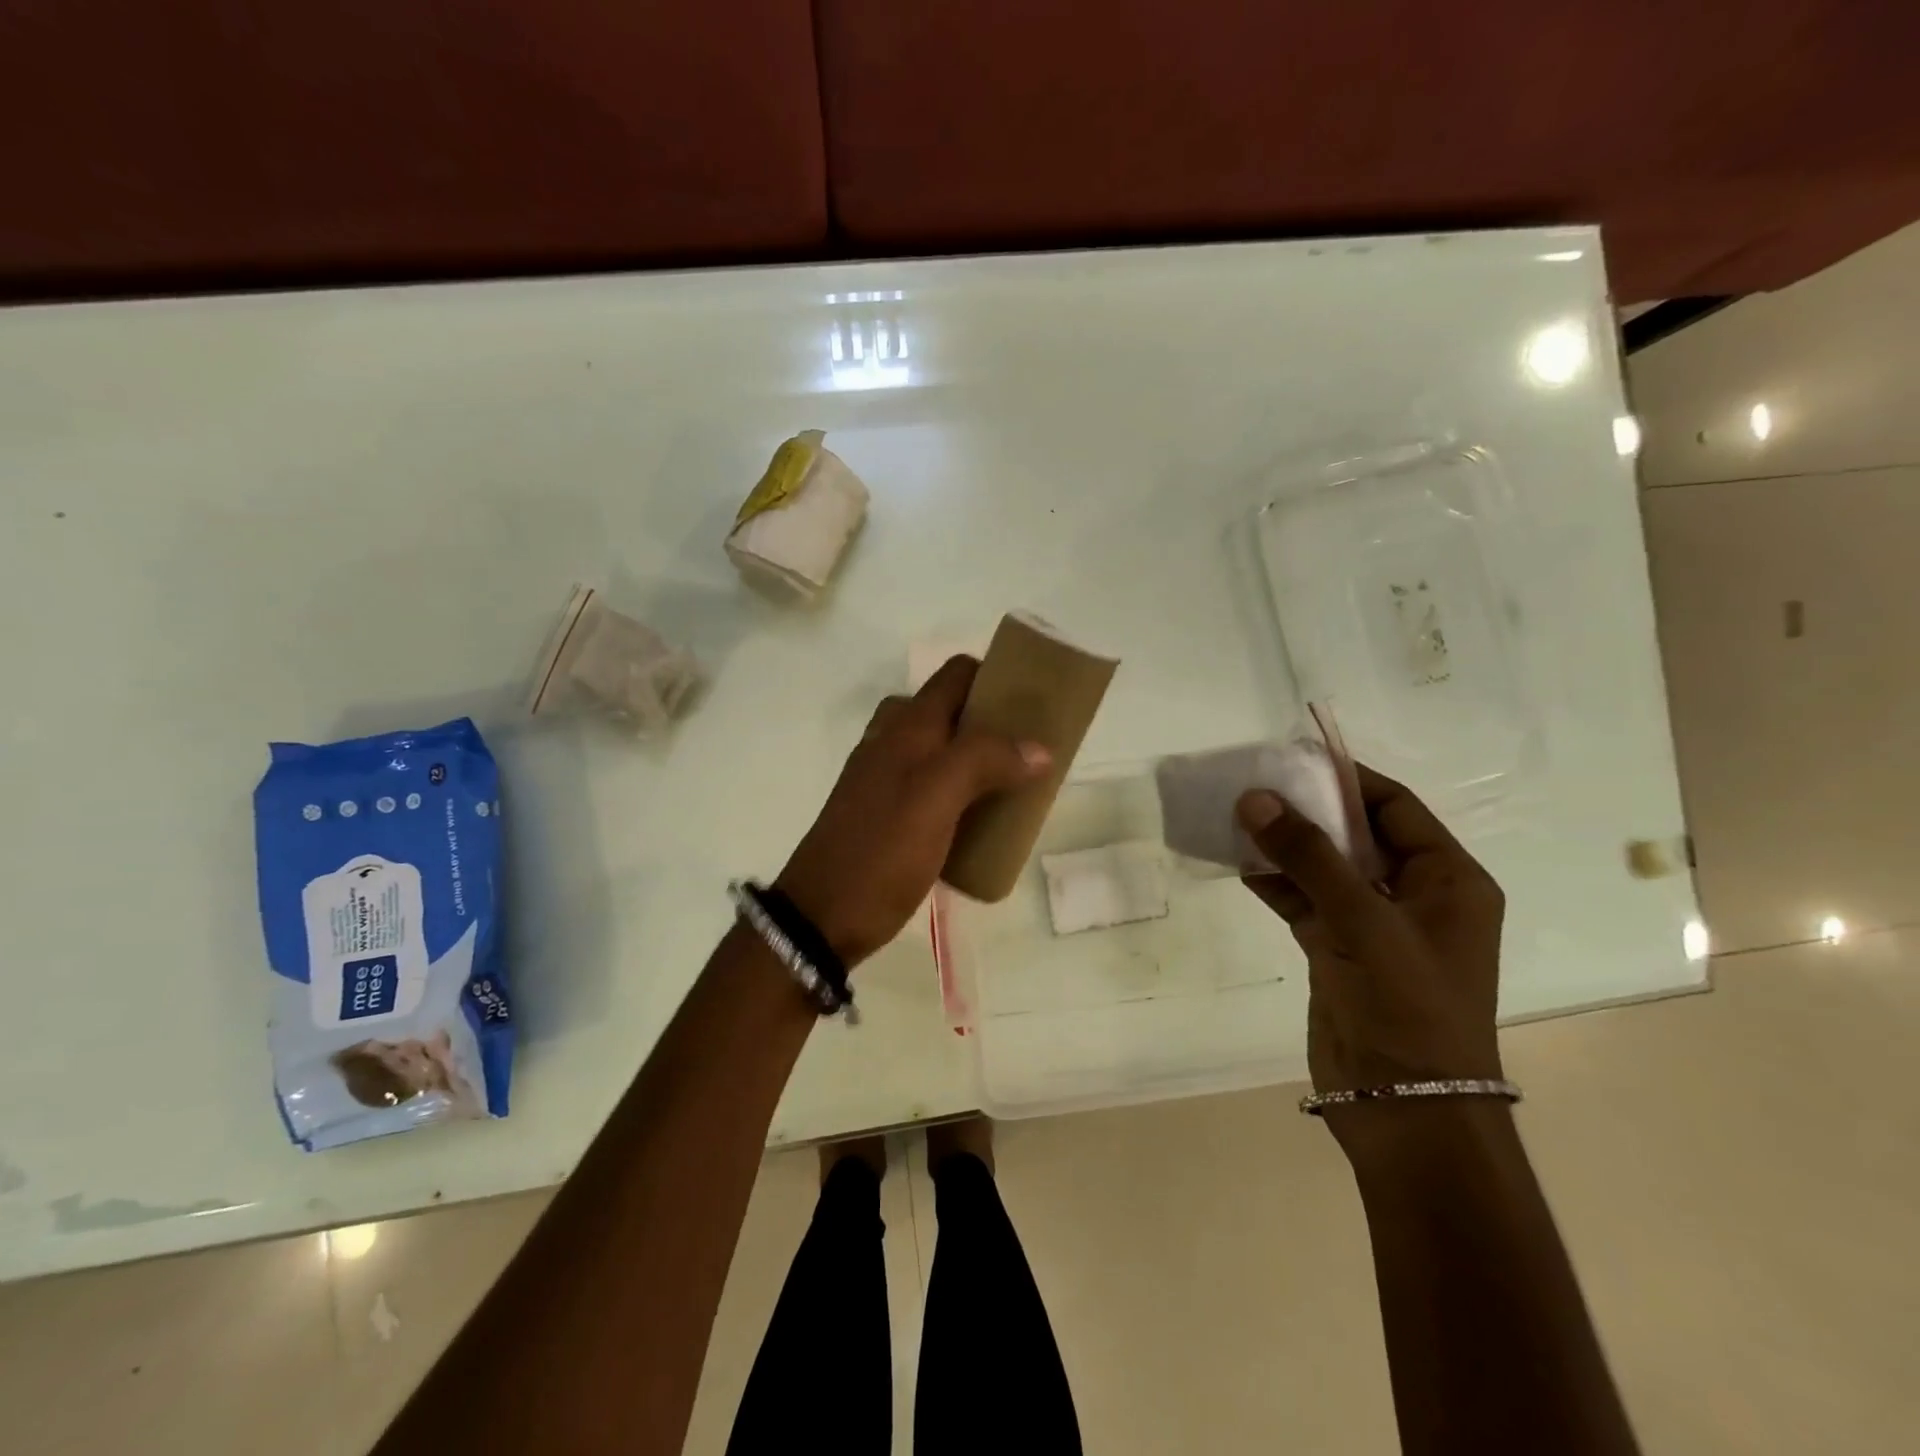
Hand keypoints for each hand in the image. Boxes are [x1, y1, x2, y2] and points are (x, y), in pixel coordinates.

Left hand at [776, 656, 1051, 964]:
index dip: (996, 677)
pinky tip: (984, 819)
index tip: (1035, 704)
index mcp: (908, 726)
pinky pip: (936, 787)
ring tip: (1018, 784)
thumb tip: (1039, 748)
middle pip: (954, 711)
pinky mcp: (889, 814)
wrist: (822, 916)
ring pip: (946, 750)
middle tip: (1032, 750)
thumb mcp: (936, 797)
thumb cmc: (881, 850)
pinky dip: (963, 791)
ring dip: (982, 759)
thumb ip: (985, 760)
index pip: (957, 674)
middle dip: (995, 722)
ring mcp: (888, 778)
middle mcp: (896, 742)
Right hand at [1235, 764, 1505, 1102]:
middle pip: (1356, 835)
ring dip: (1284, 847)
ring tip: (1234, 819)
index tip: (1292, 758)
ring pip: (1325, 868)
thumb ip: (1308, 856)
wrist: (1405, 1110)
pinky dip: (1274, 883)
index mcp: (1448, 881)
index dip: (1346, 779)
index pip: (1395, 808)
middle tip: (1253, 786)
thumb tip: (1254, 797)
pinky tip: (1238, 863)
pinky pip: (1304, 901)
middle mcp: (1415, 896)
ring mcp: (1373, 926)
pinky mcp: (1338, 952)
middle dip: (1307, 811)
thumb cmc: (1407, 1008)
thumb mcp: (1363, 922)